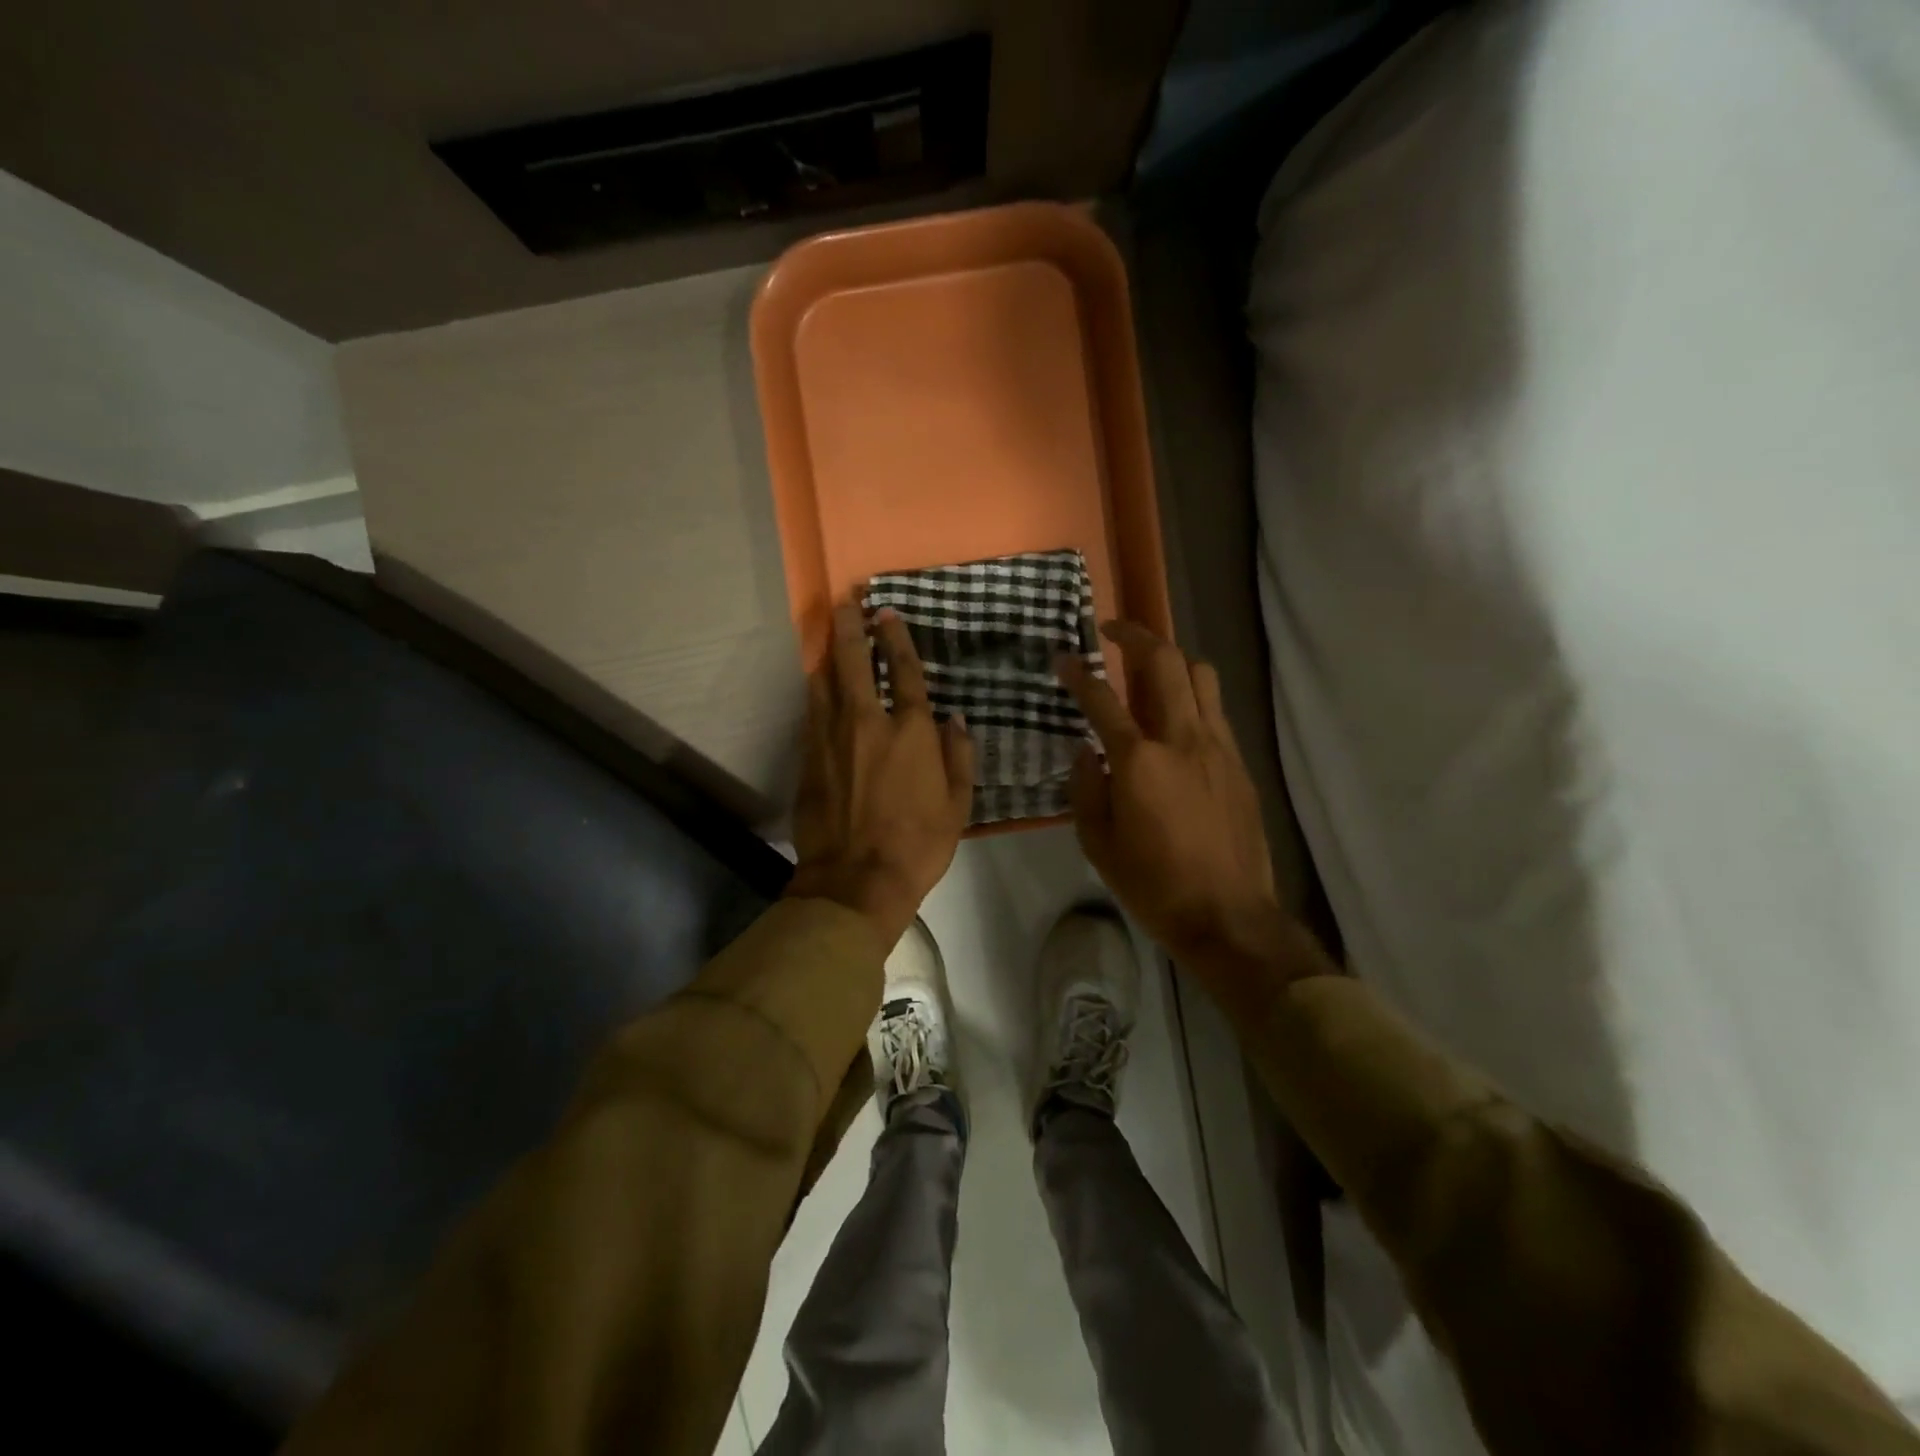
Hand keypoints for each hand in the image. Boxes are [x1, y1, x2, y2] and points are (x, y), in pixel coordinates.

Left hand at [787, 603, 974, 947]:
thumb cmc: (917, 845)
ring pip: (824, 682)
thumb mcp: (958, 805)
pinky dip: (816, 692)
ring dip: (828, 654)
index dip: (896, 639)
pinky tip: (817, 683)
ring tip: (829, 633)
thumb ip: (958, 757)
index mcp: (910, 733)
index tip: (888, 614)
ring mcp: (831, 739)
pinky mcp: (807, 758)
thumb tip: (954, 720)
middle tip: (847, 602)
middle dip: (850, 627)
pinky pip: (812, 713)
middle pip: (853, 662)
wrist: (855, 881)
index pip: (903, 672)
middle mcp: (867, 724)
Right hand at [1057, 622, 1298, 993]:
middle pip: (1165, 663)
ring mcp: (1217, 747)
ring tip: (1150, 668)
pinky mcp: (1239, 763)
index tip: (1063, 657)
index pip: (1102, 700)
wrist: (1228, 915)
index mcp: (1139, 761)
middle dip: (1136, 635)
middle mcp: (1182, 739)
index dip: (1078, 673)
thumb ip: (1085, 788)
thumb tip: (1084, 751)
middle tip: (1113, 630)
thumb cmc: (1153, 884)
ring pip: (1201, 676)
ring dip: (1172, 660)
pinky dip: (1193, 697)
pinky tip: (1177, 720)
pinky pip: (1215, 711)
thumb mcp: (1098, 844)